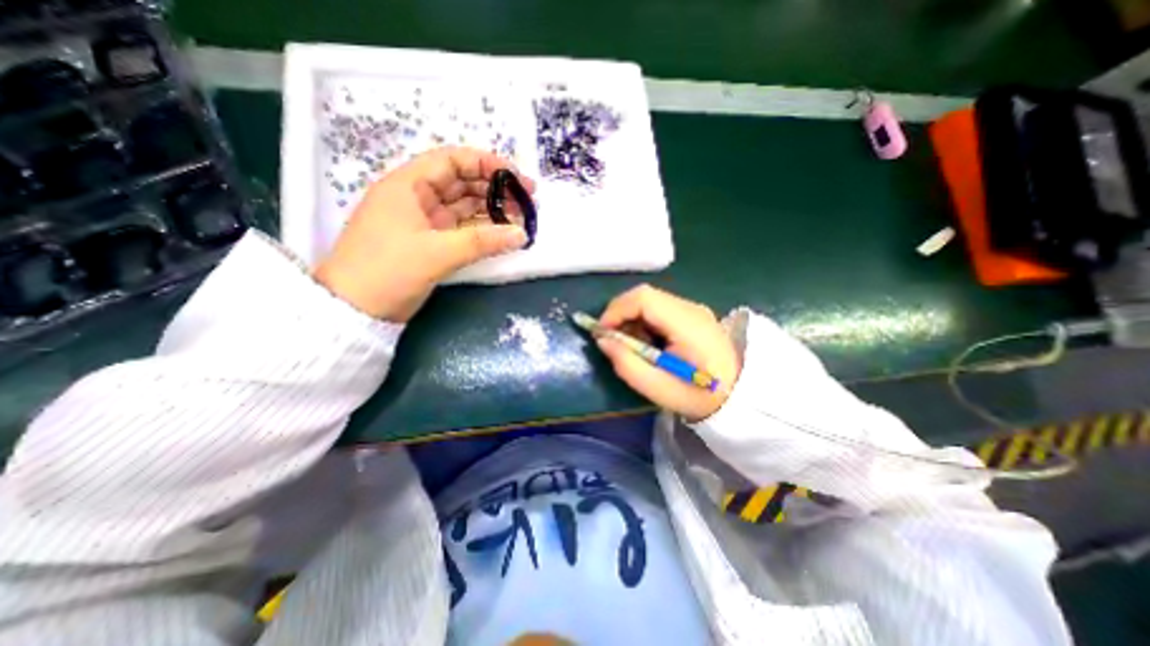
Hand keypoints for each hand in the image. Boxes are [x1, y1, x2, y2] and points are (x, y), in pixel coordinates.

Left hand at [313, 144, 531, 317]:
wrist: (354, 310)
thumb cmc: (387, 271)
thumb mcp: (437, 253)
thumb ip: (482, 242)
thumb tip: (521, 234)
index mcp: (408, 186)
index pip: (452, 160)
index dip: (486, 164)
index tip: (517, 178)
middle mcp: (416, 198)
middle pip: (461, 183)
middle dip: (495, 189)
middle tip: (527, 201)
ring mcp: (424, 222)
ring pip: (464, 207)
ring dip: (491, 210)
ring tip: (520, 219)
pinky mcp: (430, 243)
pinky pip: (462, 229)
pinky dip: (482, 231)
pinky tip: (502, 235)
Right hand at [597, 286, 740, 421]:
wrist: (737, 396)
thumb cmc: (697, 396)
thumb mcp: (657, 388)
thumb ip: (627, 364)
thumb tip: (603, 340)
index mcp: (687, 324)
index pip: (644, 298)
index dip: (617, 310)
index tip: (602, 332)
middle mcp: (691, 308)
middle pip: (645, 295)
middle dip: (621, 313)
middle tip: (612, 338)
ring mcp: (693, 309)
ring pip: (650, 300)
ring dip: (632, 317)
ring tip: (631, 344)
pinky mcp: (692, 314)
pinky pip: (659, 308)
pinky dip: (644, 320)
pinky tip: (647, 342)